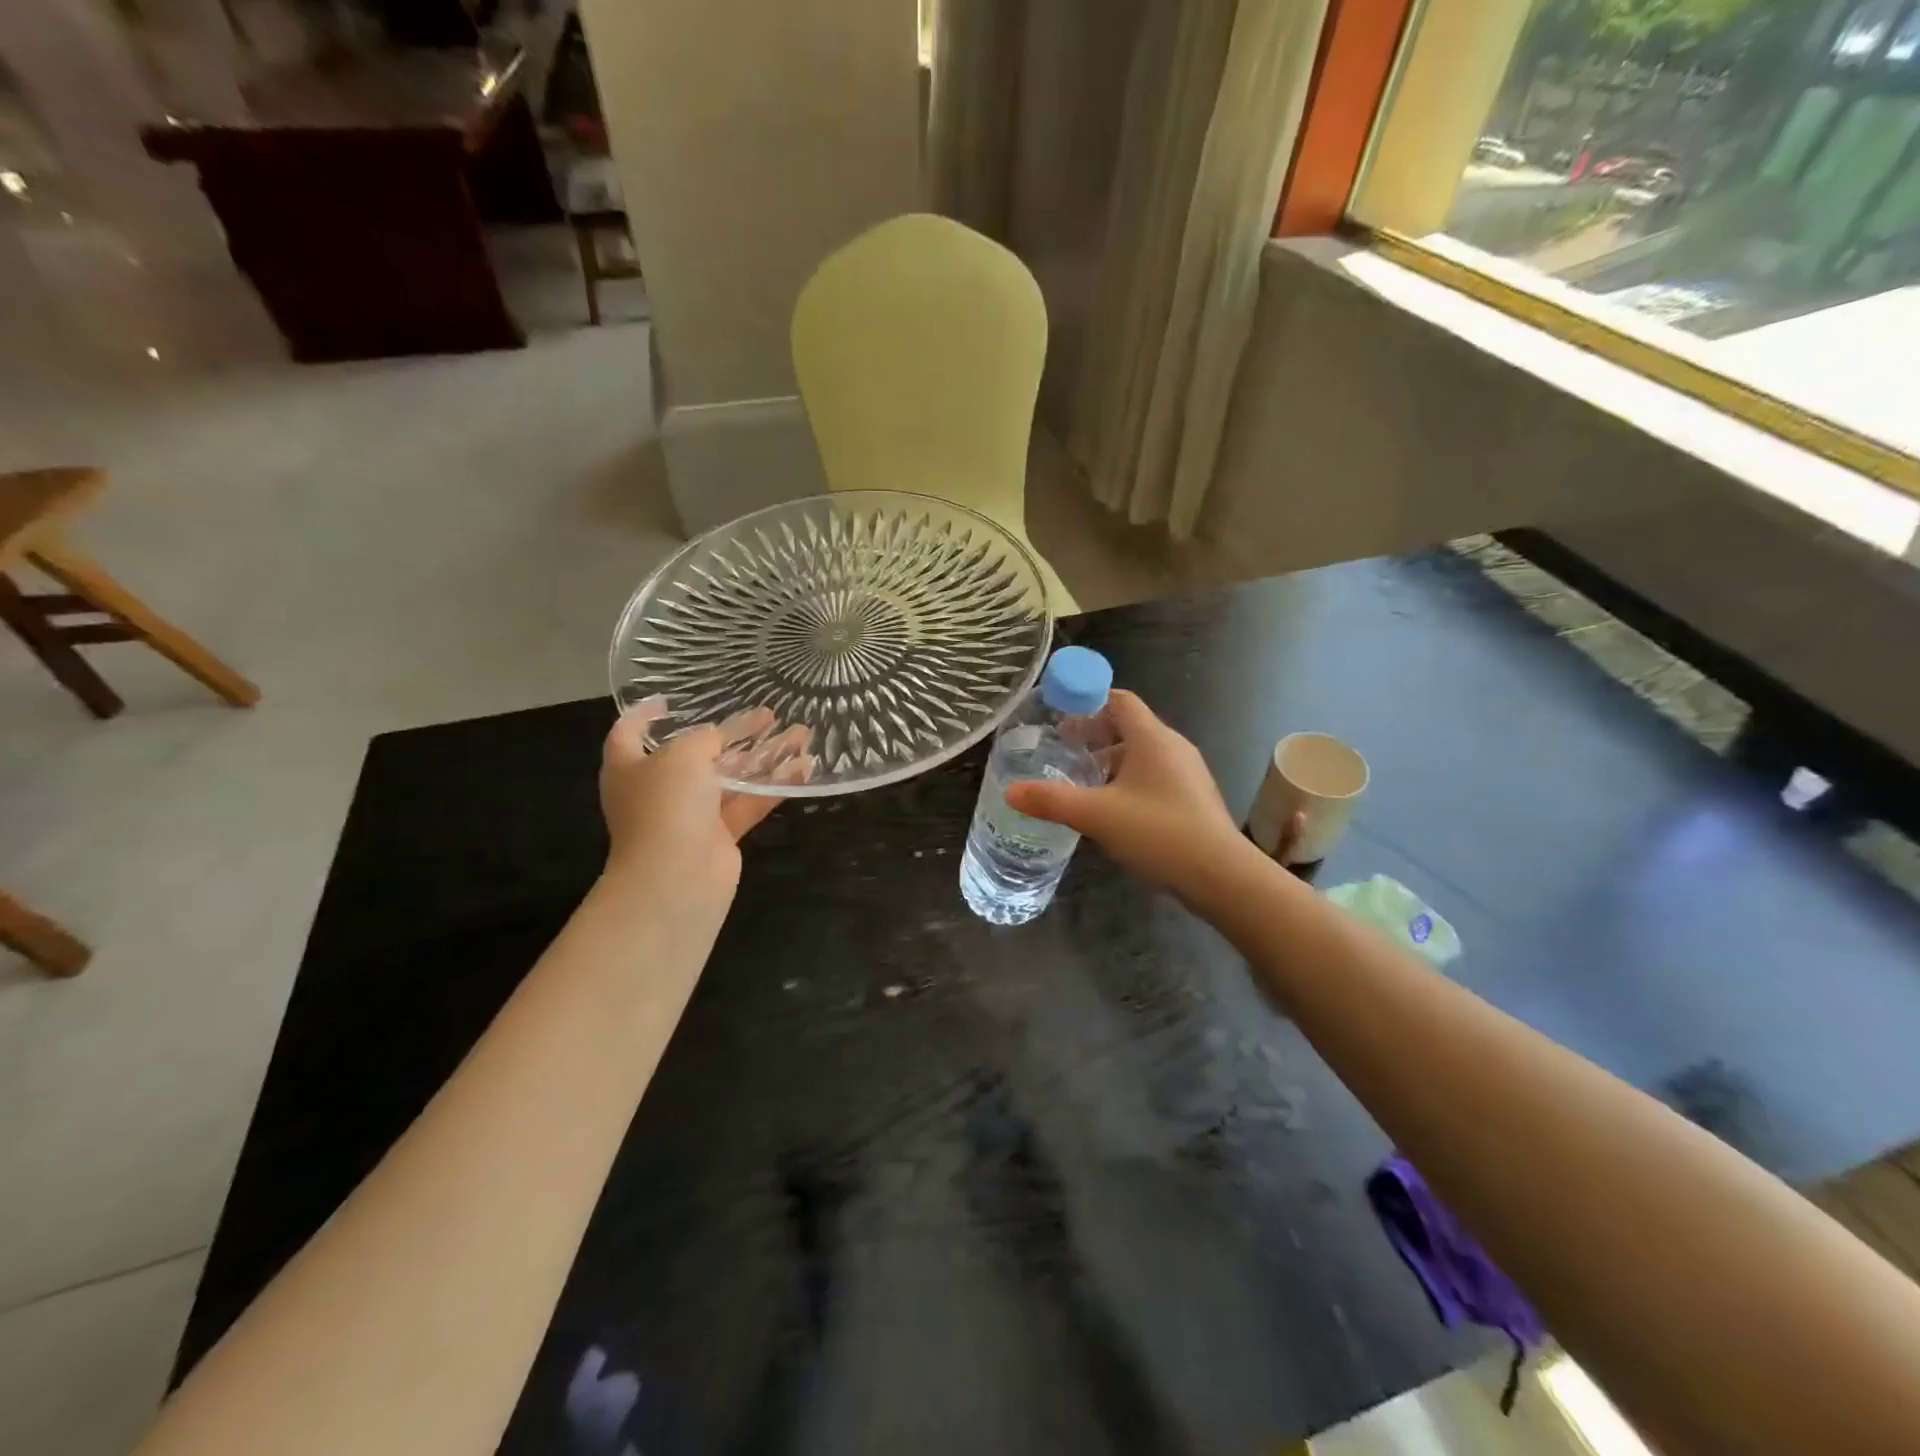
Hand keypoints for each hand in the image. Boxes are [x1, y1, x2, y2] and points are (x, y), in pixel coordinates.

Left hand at [599, 705, 812, 898]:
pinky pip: (750, 803)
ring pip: (732, 778)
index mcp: (631, 766)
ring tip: (799, 734)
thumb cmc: (667, 805)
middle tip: (767, 715)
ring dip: (764, 757)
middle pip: (697, 754)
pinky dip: (775, 785)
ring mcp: (691, 815)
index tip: (669, 701)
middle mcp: (659, 789)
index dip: (644, 714)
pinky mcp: (721, 835)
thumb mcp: (683, 755)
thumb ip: (705, 738)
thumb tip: (719, 738)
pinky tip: (805, 767)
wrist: (676, 877)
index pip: (629, 732)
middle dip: (732, 734)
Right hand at [1004, 690, 1254, 902]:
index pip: (1119, 700)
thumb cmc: (1159, 832)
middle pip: (1128, 727)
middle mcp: (1172, 747)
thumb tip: (1011, 791)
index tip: (1058, 713)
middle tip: (1060, 750)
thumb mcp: (1097, 815)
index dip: (1088, 700)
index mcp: (1152, 738)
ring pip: (1141, 756)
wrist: (1221, 876)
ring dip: (1109, 762)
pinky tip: (1111, 810)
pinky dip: (1128, 783)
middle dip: (1093, 735)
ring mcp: (1187, 774)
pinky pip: (1153, 778)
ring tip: (1080, 783)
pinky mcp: (1192, 799)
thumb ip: (1052, 801)